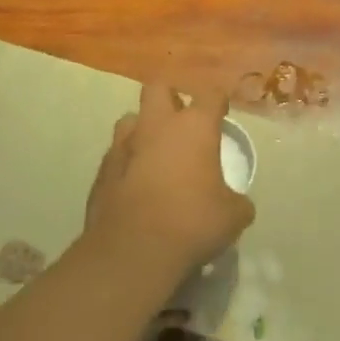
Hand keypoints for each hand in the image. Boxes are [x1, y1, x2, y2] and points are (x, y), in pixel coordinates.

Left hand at [85, 81, 254, 287]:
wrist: (132, 252)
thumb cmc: (191, 223)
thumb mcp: (232, 217)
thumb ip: (237, 201)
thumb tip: (238, 203)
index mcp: (194, 126)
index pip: (211, 95)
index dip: (218, 102)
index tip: (222, 116)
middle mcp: (157, 125)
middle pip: (159, 88)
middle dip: (171, 98)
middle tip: (183, 122)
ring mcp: (124, 145)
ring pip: (131, 119)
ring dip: (144, 129)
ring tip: (155, 153)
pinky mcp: (102, 171)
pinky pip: (116, 155)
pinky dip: (127, 163)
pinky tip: (136, 185)